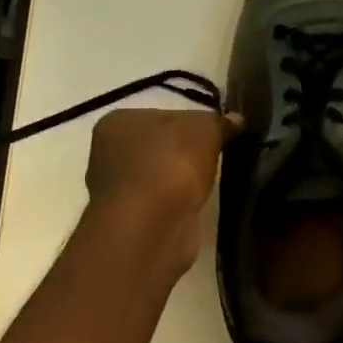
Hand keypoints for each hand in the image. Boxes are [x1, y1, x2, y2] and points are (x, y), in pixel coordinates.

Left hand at [85, 108, 235, 274]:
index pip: (162, 116)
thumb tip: (235, 121)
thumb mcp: (204, 128)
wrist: (153, 226)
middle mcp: (108, 155)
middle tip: (218, 159)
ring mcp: (118, 192)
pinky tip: (197, 207)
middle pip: (160, 148)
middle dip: (187, 155)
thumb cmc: (170, 164)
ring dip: (183, 184)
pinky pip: (163, 206)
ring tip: (212, 185)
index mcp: (117, 122)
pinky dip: (180, 207)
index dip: (193, 124)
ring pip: (161, 179)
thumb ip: (218, 121)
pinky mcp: (132, 222)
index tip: (217, 135)